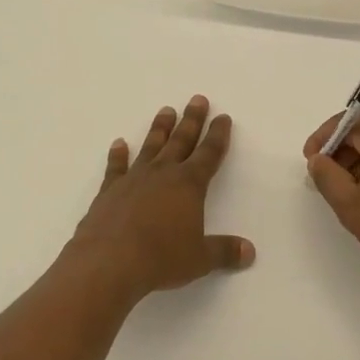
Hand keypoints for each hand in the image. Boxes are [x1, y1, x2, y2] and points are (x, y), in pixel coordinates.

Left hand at [66, 96, 254, 303]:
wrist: (109, 261)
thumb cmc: (161, 258)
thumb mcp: (199, 258)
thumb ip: (224, 251)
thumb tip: (250, 252)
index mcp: (189, 185)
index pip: (209, 154)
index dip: (218, 135)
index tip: (222, 117)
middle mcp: (163, 174)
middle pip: (181, 141)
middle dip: (192, 120)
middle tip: (197, 99)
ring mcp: (134, 178)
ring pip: (151, 146)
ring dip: (160, 129)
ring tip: (166, 110)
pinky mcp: (110, 190)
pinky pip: (116, 166)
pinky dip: (118, 154)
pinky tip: (119, 143)